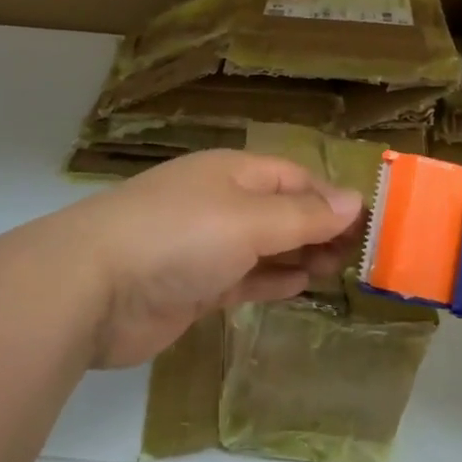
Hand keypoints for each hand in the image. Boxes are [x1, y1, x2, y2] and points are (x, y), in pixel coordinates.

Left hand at [52, 150, 364, 368]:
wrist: (93, 288)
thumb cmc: (179, 237)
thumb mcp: (250, 220)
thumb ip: (303, 215)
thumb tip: (355, 201)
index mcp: (232, 174)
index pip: (294, 178)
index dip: (332, 198)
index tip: (369, 224)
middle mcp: (220, 204)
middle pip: (281, 211)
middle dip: (320, 229)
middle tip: (360, 256)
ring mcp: (204, 246)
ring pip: (265, 246)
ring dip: (301, 255)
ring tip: (340, 271)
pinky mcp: (193, 286)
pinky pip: (244, 278)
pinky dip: (272, 281)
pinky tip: (300, 286)